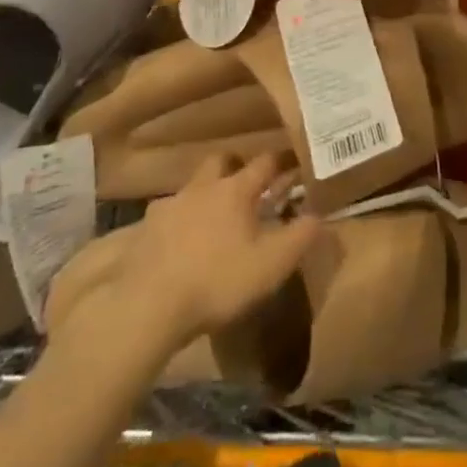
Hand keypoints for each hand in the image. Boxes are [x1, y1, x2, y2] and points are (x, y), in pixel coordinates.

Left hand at [50, 154, 319, 353]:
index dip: (282, 160)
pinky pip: (168, 215)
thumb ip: (300, 237)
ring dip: (205, 195)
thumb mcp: (271, 265)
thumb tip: (320, 213)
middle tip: (248, 186)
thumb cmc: (218, 281)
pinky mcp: (145, 230)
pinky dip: (179, 222)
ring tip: (213, 218)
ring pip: (192, 187)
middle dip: (236, 167)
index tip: (294, 161)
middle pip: (221, 161)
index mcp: (235, 190)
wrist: (148, 307)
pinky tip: (181, 243)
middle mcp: (202, 187)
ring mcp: (169, 206)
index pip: (264, 162)